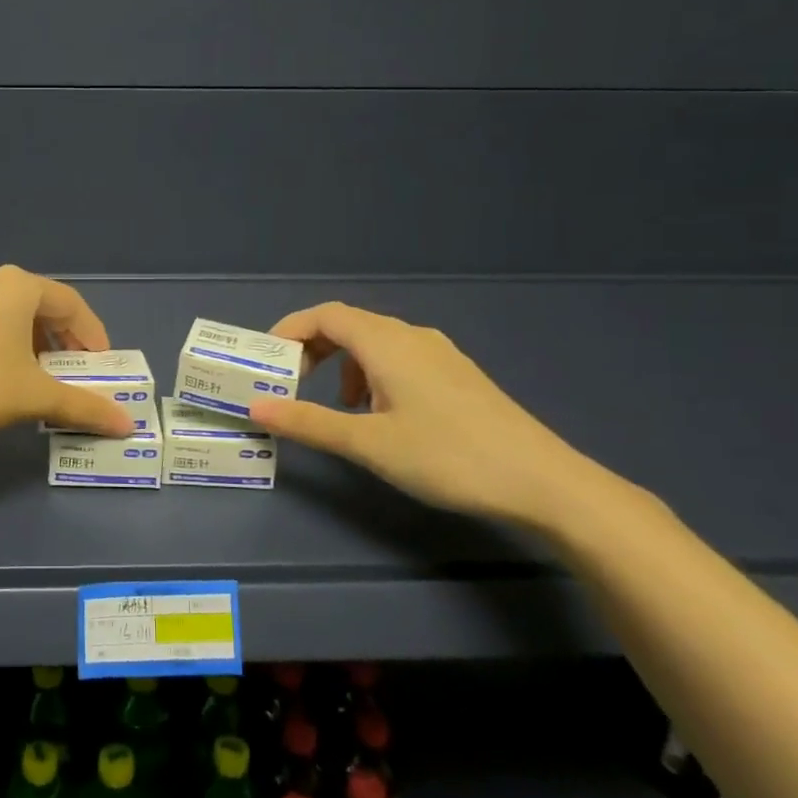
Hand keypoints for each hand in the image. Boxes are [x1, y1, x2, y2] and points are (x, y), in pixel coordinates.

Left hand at [0, 266, 134, 441]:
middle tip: (77, 373)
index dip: (93, 336)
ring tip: (44, 375)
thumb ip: (84, 405)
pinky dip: (9, 340)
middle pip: (43, 306)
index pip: (72, 305)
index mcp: (19, 285)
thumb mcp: (35, 396)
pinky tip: (6, 370)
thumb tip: (127, 426)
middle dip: (65, 340)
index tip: (103, 367)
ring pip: (14, 313)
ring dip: (37, 341)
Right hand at [248, 302, 594, 525]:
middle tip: (291, 384)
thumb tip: (255, 409)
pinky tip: (381, 416)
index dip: (290, 330)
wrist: (543, 482)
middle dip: (312, 349)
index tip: (266, 362)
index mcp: (387, 342)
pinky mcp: (457, 376)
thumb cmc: (447, 456)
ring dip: (342, 365)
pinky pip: (398, 359)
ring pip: (375, 344)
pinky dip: (371, 376)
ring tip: (337, 408)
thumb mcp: (368, 443)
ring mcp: (439, 355)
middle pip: (348, 325)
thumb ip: (309, 422)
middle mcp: (412, 336)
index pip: (325, 315)